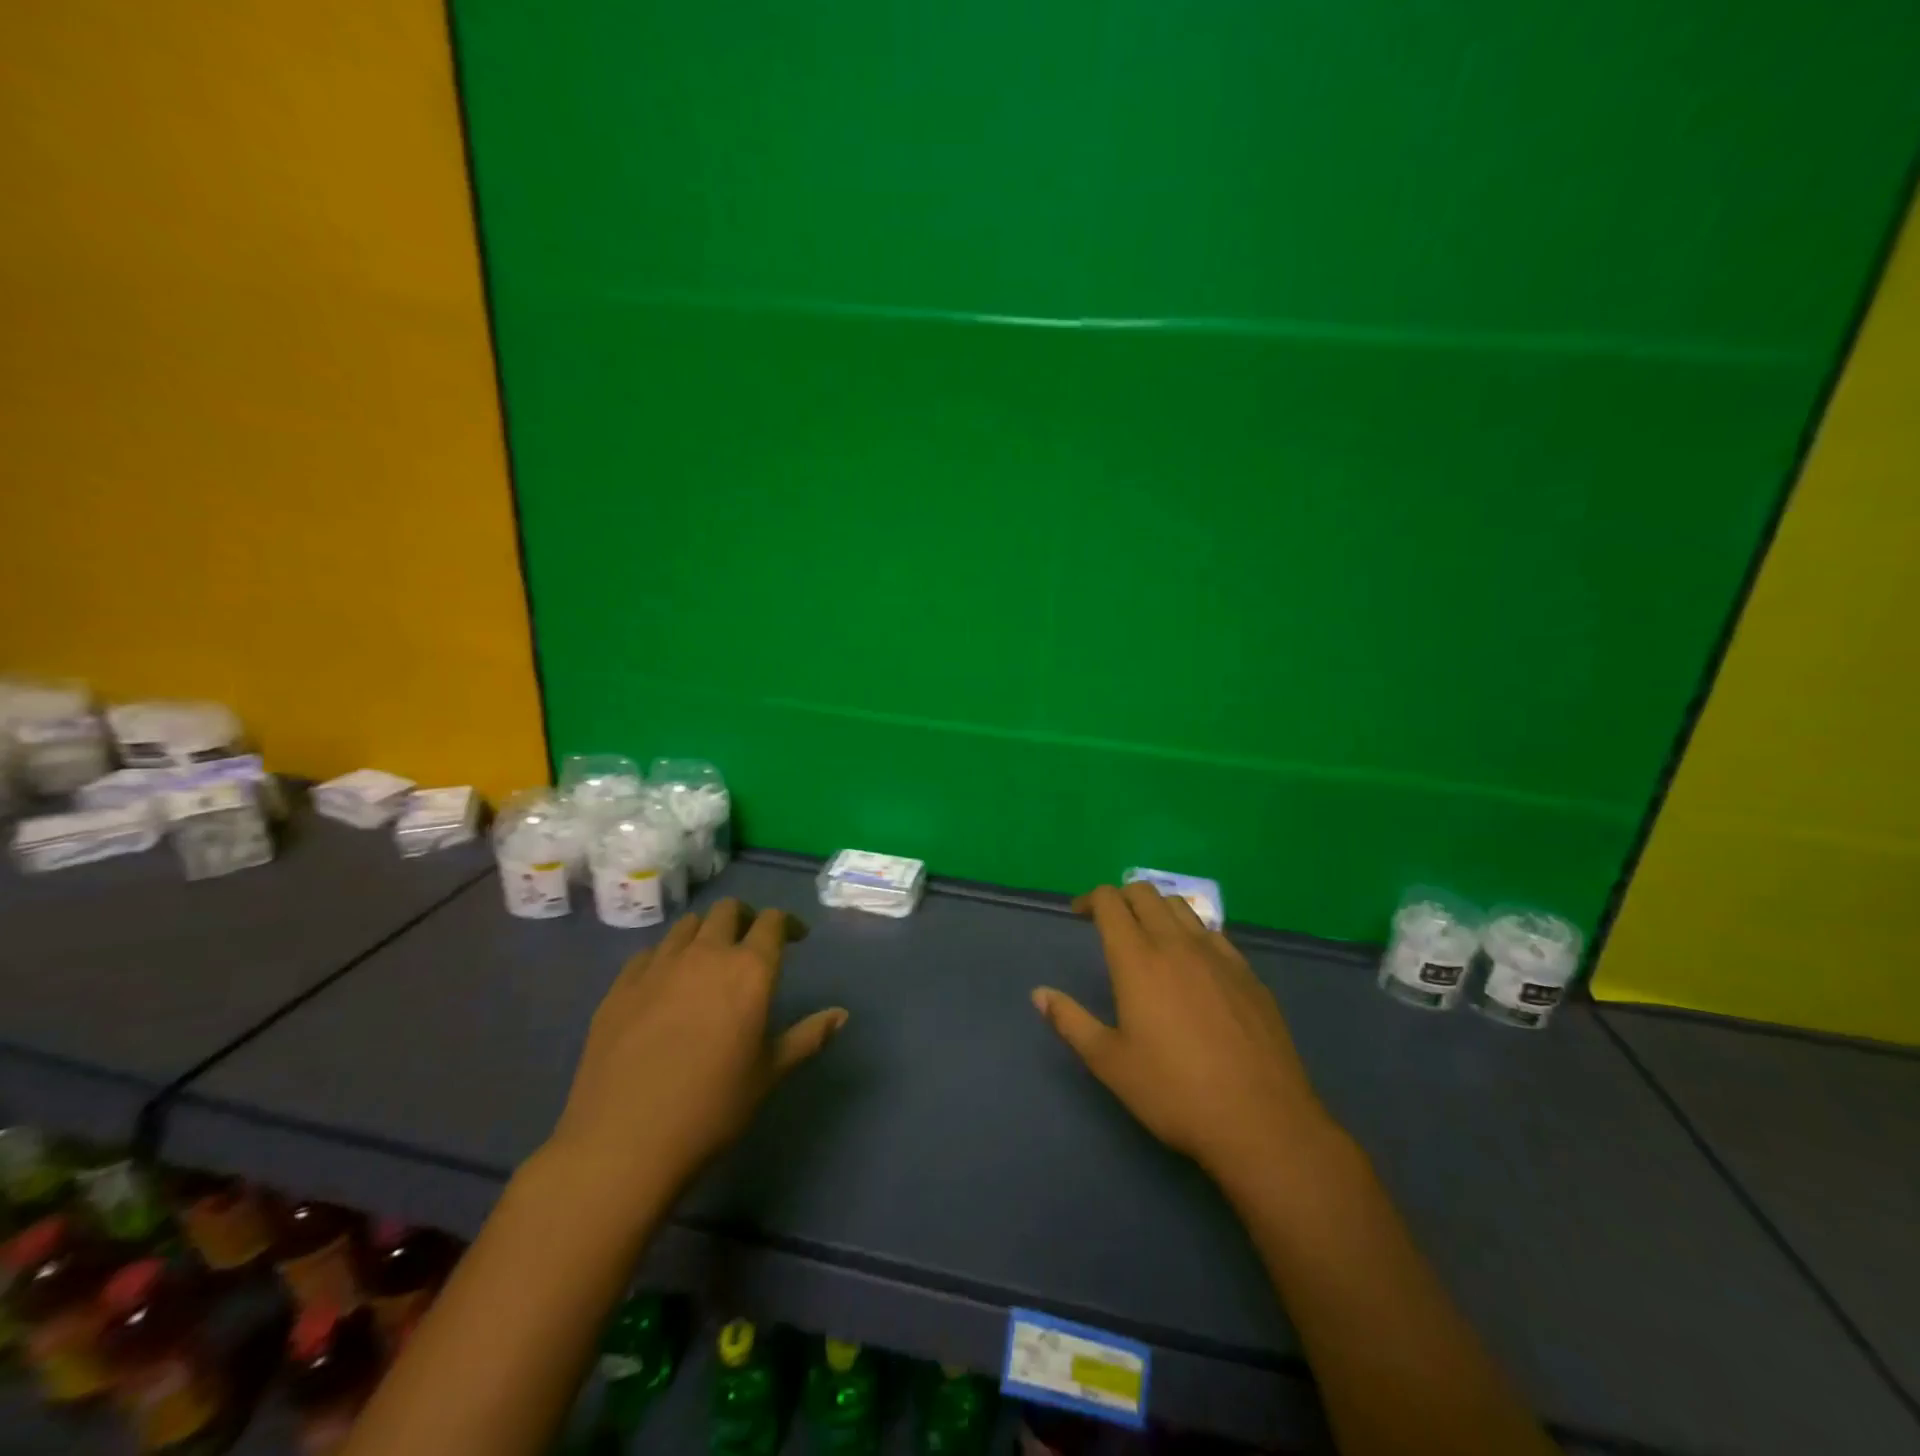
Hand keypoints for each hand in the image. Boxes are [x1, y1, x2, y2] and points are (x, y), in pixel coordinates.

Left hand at [545, 899, 847, 1202]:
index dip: (787, 923)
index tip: (795, 938)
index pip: (773, 922)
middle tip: (751, 943)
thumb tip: (841, 1015)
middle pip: (728, 911)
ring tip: (708, 960)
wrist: (624, 1142)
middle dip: (745, 918)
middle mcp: (706, 954)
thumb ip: (807, 1037)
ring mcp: (658, 966)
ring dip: (705, 933)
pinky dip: (666, 957)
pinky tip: (665, 985)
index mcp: (749, 970)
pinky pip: (649, 953)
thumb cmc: (711, 1108)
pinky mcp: (621, 986)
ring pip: (687, 925)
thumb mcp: (769, 1074)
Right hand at [1033, 884, 1336, 1186]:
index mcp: (1138, 960)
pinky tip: (1193, 962)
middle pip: (1145, 893)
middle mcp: (1177, 944)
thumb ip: (1071, 1021)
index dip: (1090, 899)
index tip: (1079, 914)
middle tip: (1109, 921)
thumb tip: (1039, 993)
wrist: (1261, 1121)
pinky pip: (1213, 932)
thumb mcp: (1110, 1063)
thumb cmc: (1174, 1092)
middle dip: (1121, 897)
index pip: (1110, 902)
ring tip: (1148, 935)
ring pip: (1181, 906)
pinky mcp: (1248, 973)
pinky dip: (1192, 931)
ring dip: (1157, 908)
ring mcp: (1218, 955)